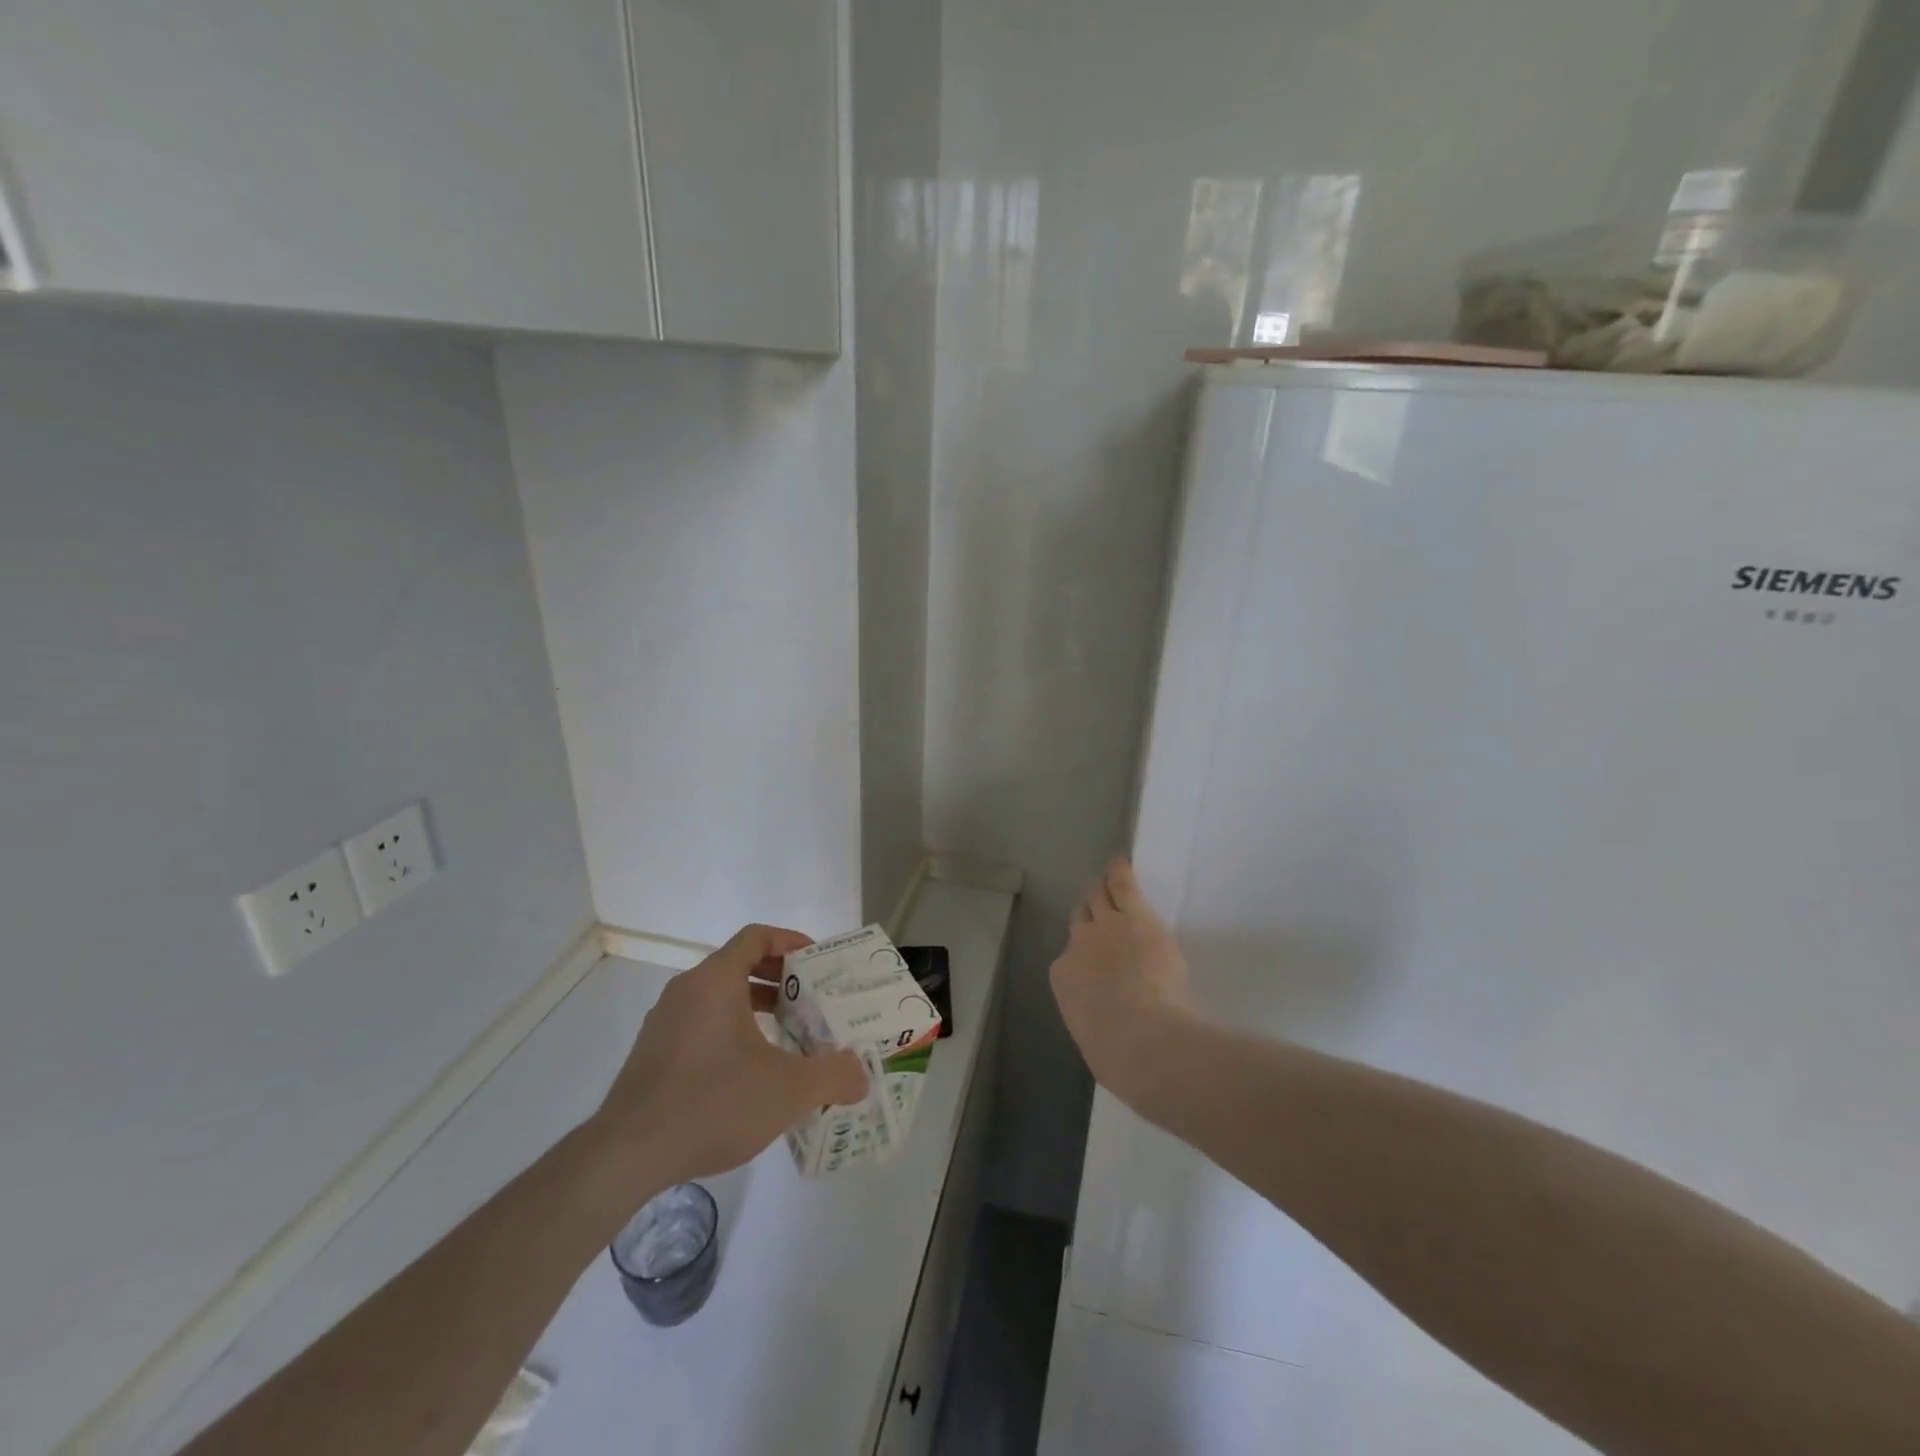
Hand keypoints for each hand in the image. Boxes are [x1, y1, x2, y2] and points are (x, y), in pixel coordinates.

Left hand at [593, 924, 867, 1190]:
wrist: (626, 1155)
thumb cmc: (712, 1103)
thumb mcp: (788, 1090)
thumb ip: (833, 1076)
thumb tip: (862, 1075)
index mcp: (715, 980)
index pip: (756, 937)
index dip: (791, 941)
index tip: (818, 963)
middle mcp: (686, 990)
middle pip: (739, 964)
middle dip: (779, 979)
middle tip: (812, 1002)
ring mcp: (664, 1022)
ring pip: (718, 997)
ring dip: (755, 1008)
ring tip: (786, 1037)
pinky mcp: (652, 1054)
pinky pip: (700, 1024)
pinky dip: (730, 1031)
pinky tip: (748, 1073)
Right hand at [1050, 860, 1196, 1102]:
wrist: (1143, 1039)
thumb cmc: (1119, 1056)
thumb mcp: (1095, 1040)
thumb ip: (1096, 1019)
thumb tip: (1107, 1022)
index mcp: (1064, 979)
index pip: (1071, 959)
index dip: (1085, 957)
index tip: (1098, 962)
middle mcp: (1078, 944)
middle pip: (1080, 921)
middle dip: (1088, 916)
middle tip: (1096, 910)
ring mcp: (1106, 926)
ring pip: (1098, 898)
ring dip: (1102, 889)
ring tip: (1106, 878)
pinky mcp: (1135, 915)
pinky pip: (1123, 884)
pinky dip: (1119, 872)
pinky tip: (1120, 862)